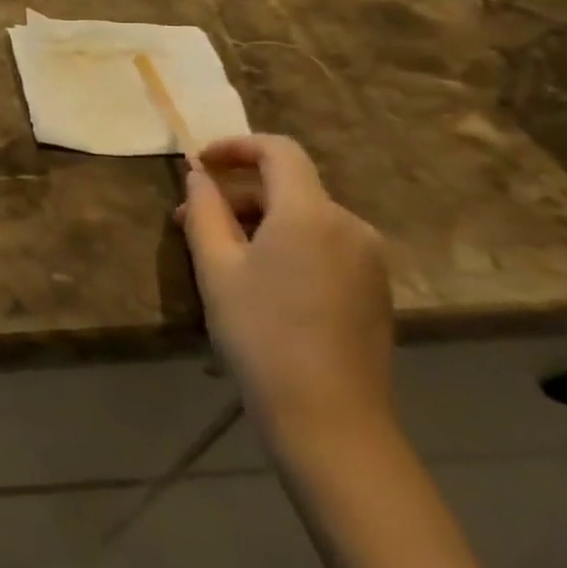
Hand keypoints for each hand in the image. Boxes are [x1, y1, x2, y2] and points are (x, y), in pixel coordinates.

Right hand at [177, 135, 394, 453]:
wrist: (330, 420)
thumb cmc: (261, 334)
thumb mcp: (215, 266)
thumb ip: (204, 210)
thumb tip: (199, 177)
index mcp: (311, 213)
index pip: (278, 151)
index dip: (236, 146)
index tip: (200, 164)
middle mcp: (349, 225)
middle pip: (288, 186)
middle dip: (237, 193)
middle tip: (192, 219)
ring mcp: (369, 259)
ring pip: (304, 217)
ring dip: (259, 221)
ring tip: (219, 253)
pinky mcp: (375, 288)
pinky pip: (323, 244)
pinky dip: (287, 243)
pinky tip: (259, 278)